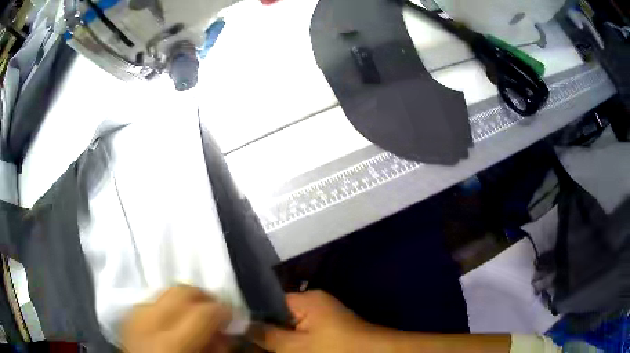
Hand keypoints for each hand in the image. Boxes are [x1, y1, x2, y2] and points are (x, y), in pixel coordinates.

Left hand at [122, 285, 231, 352]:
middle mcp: (149, 323)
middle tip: (213, 308)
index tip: (230, 314)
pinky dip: (166, 304)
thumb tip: (224, 328)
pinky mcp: (127, 314)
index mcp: (171, 344)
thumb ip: (216, 345)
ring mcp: (133, 316)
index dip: (222, 310)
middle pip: (180, 291)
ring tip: (192, 312)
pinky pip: (151, 299)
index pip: (203, 312)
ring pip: (164, 291)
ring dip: (183, 299)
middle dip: (202, 296)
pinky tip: (172, 318)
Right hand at [250, 290, 381, 352]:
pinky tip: (277, 349)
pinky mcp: (326, 329)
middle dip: (261, 330)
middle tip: (242, 341)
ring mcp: (320, 317)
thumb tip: (239, 323)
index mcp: (306, 300)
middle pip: (277, 315)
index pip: (267, 301)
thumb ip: (266, 335)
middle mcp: (312, 303)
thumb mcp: (296, 347)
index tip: (233, 327)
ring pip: (287, 326)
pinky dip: (288, 341)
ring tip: (255, 346)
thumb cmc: (335, 350)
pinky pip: (300, 332)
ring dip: (274, 337)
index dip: (250, 315)